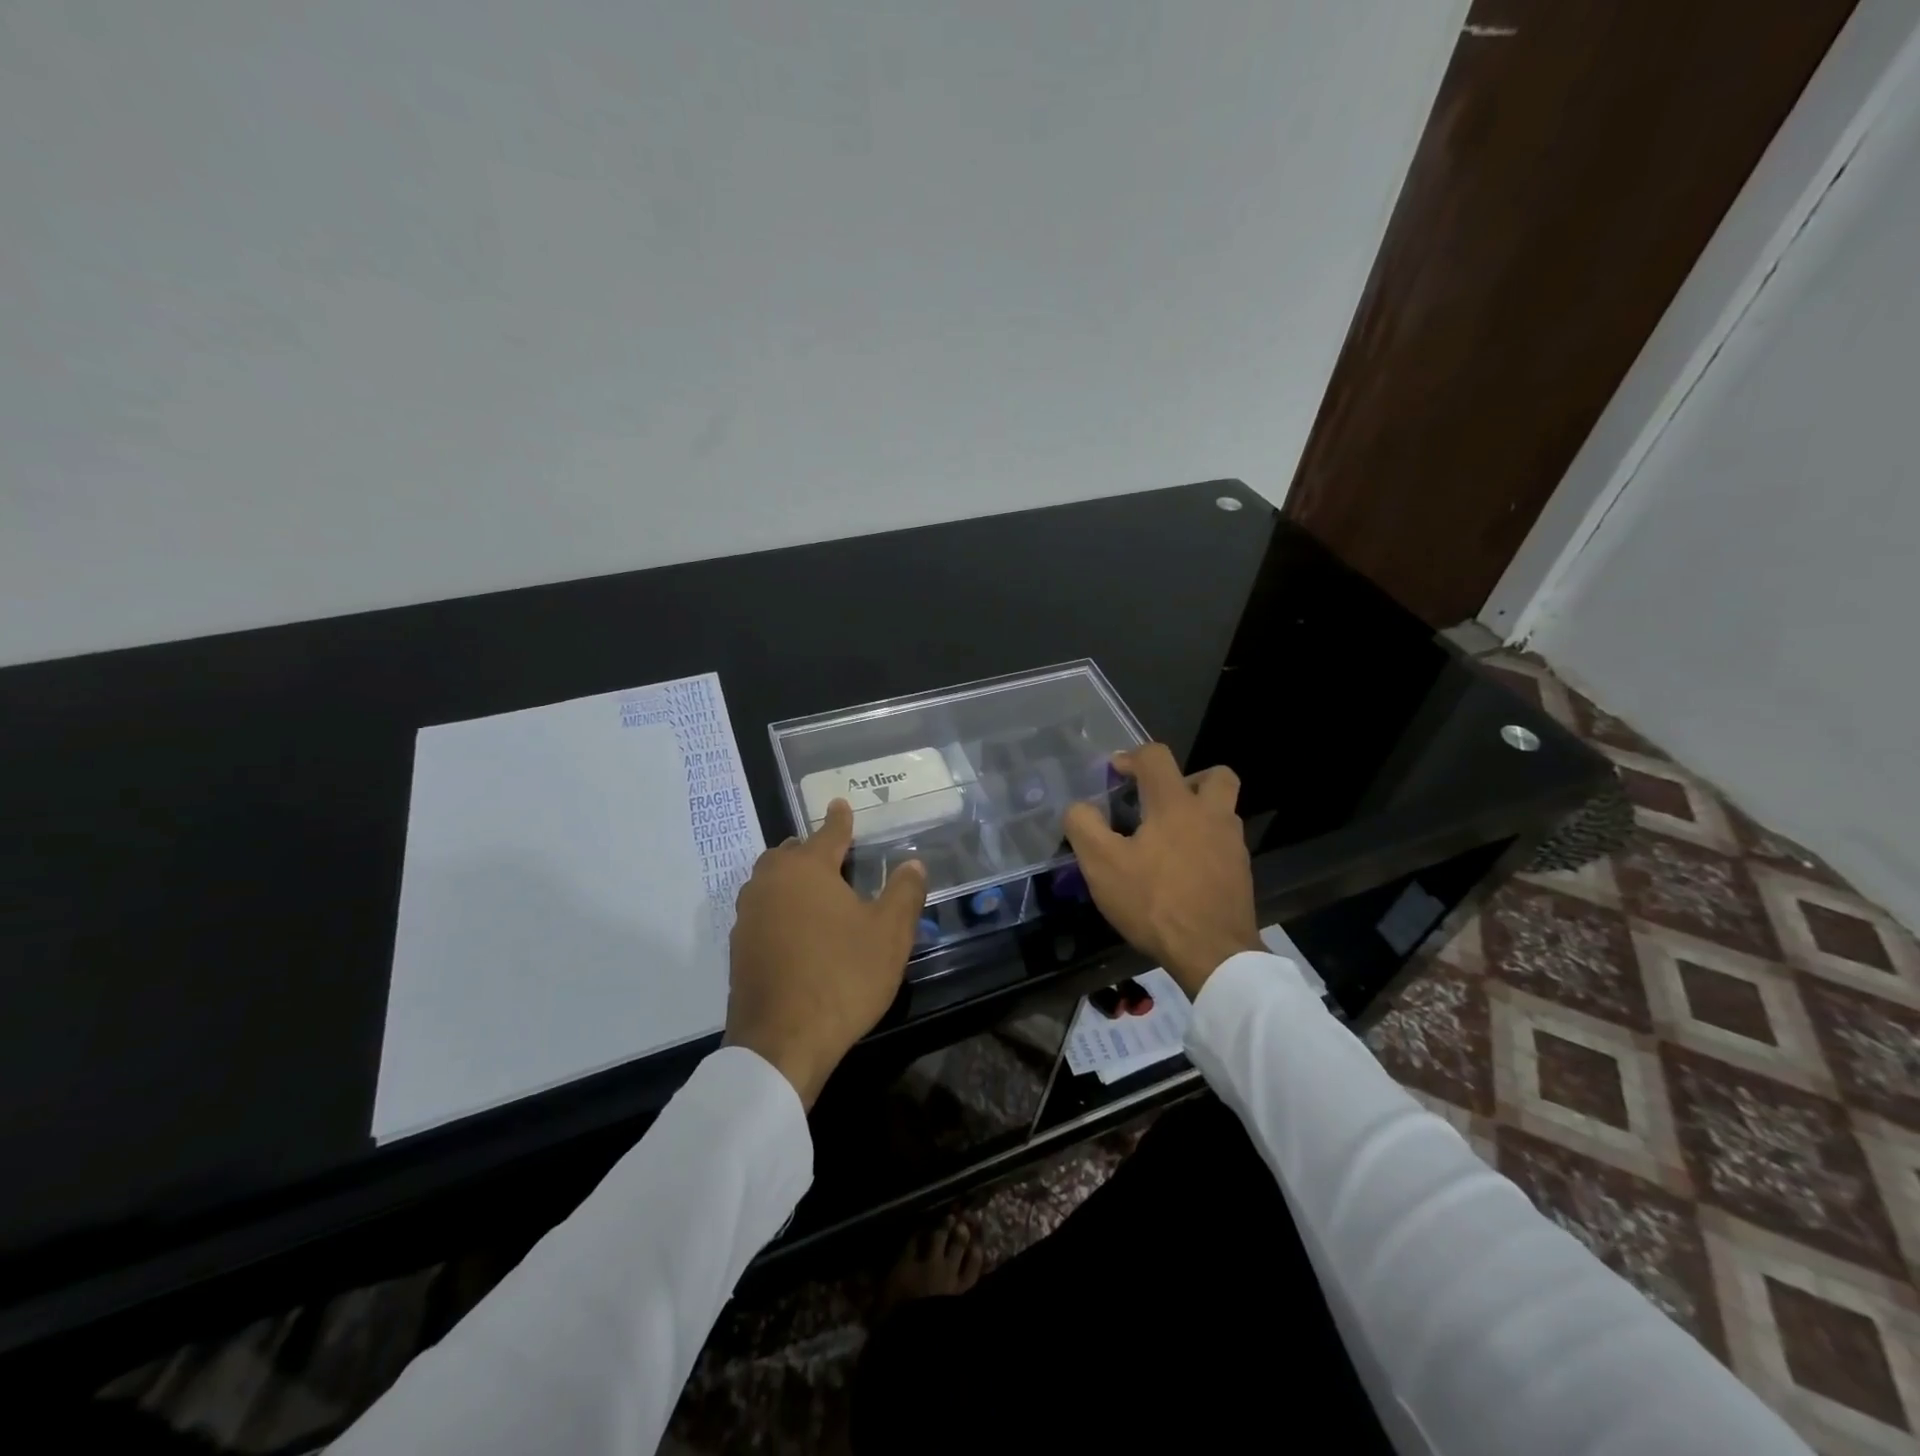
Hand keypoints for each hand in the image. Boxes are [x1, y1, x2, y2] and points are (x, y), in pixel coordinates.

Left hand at [725, 800, 926, 1108]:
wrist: (782, 1041)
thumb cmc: (843, 976)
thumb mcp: (889, 934)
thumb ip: (903, 892)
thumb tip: (913, 863)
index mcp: (807, 868)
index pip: (828, 833)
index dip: (839, 819)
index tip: (839, 804)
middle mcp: (771, 881)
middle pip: (791, 853)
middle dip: (811, 849)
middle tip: (834, 857)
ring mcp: (748, 914)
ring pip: (771, 881)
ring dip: (791, 878)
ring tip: (815, 892)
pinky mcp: (738, 947)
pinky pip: (762, 911)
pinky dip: (779, 908)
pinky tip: (795, 929)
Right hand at [1062, 744, 1260, 998]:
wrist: (1213, 953)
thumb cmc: (1154, 902)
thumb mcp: (1101, 865)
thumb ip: (1084, 826)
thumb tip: (1078, 807)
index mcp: (1176, 804)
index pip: (1156, 757)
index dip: (1132, 757)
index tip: (1115, 773)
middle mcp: (1211, 814)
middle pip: (1215, 775)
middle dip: (1186, 779)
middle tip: (1160, 802)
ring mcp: (1232, 845)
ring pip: (1222, 811)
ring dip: (1198, 814)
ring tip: (1167, 841)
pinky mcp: (1241, 874)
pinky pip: (1223, 844)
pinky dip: (1204, 846)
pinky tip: (1182, 872)